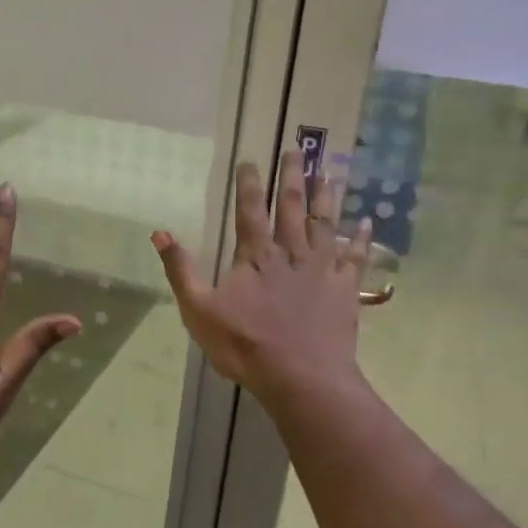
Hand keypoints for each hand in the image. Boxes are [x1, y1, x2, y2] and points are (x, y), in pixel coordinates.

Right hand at [152, 150, 372, 405]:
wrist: (301, 378)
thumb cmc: (245, 345)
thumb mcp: (198, 310)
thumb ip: (180, 270)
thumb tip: (160, 233)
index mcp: (255, 256)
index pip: (250, 210)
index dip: (249, 184)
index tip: (251, 160)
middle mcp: (291, 253)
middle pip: (293, 207)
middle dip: (293, 177)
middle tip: (298, 150)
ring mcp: (322, 269)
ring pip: (325, 224)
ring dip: (326, 197)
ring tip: (328, 172)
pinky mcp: (345, 290)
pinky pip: (356, 258)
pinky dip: (362, 240)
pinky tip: (367, 223)